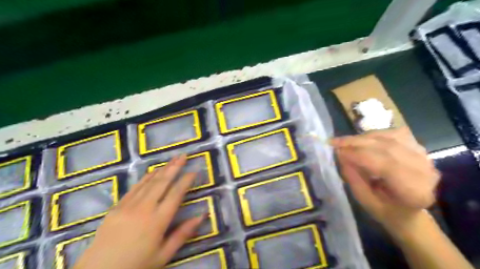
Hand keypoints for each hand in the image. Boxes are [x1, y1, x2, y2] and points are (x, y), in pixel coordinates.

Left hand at [74, 154, 204, 268]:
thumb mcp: (164, 255)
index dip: (186, 181)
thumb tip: (202, 216)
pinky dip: (146, 177)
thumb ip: (183, 234)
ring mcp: (129, 205)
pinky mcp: (117, 207)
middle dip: (174, 167)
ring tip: (172, 159)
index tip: (194, 171)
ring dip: (162, 169)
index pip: (176, 194)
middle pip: (163, 182)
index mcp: (158, 220)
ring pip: (149, 182)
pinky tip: (152, 171)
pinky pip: (134, 187)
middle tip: (183, 155)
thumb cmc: (136, 265)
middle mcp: (145, 208)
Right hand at [332, 127, 439, 232]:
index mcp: (414, 192)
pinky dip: (375, 135)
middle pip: (387, 148)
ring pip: (390, 137)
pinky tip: (363, 140)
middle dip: (357, 143)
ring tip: (345, 141)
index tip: (336, 151)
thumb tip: (341, 154)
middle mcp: (424, 171)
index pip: (385, 165)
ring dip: (364, 137)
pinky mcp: (419, 148)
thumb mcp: (365, 200)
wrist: (409, 211)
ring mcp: (424, 157)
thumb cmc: (386, 210)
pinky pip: (394, 133)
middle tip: (335, 142)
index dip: (358, 155)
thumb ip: (353, 178)